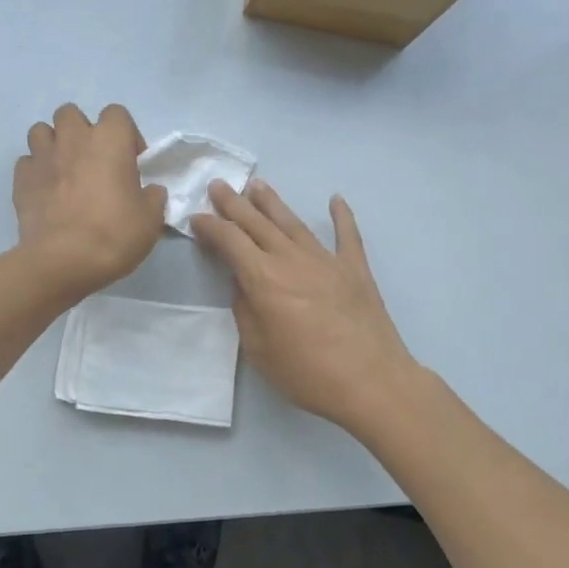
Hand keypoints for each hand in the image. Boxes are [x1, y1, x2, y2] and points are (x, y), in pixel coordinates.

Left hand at [13, 103, 166, 298]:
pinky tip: (44, 191)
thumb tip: (150, 191)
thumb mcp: (150, 220)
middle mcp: (73, 139)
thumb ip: (153, 198)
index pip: (117, 113)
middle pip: (71, 113)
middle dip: (80, 131)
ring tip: (63, 171)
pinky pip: (26, 163)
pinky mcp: (21, 179)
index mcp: (109, 140)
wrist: (63, 260)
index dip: (125, 135)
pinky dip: (35, 171)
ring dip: (52, 145)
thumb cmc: (113, 234)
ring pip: (41, 131)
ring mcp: (42, 157)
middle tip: (92, 161)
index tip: (130, 162)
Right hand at [191, 179, 418, 427]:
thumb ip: (246, 311)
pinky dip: (342, 215)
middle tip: (219, 185)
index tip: (196, 218)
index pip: (229, 240)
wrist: (372, 382)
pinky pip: (347, 235)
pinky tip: (336, 199)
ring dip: (272, 202)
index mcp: (263, 278)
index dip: (210, 226)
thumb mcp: (259, 350)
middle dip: (234, 203)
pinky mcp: (355, 269)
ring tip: (257, 185)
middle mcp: (292, 259)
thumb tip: (242, 285)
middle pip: (258, 223)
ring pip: (293, 222)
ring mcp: (326, 260)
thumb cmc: (308, 373)